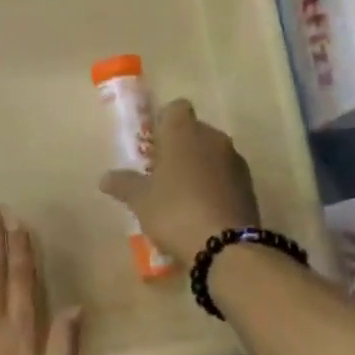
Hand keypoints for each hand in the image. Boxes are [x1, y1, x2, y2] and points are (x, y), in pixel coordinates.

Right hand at [98, 99, 259, 264]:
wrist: (225, 246)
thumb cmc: (174, 211)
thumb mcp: (140, 200)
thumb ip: (123, 184)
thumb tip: (105, 178)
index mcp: (184, 132)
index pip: (176, 108)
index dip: (162, 122)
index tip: (152, 144)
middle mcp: (213, 138)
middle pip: (194, 131)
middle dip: (179, 147)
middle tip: (160, 172)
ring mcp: (235, 162)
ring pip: (211, 154)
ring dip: (197, 167)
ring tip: (179, 195)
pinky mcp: (249, 186)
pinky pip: (225, 176)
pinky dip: (213, 186)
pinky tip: (200, 210)